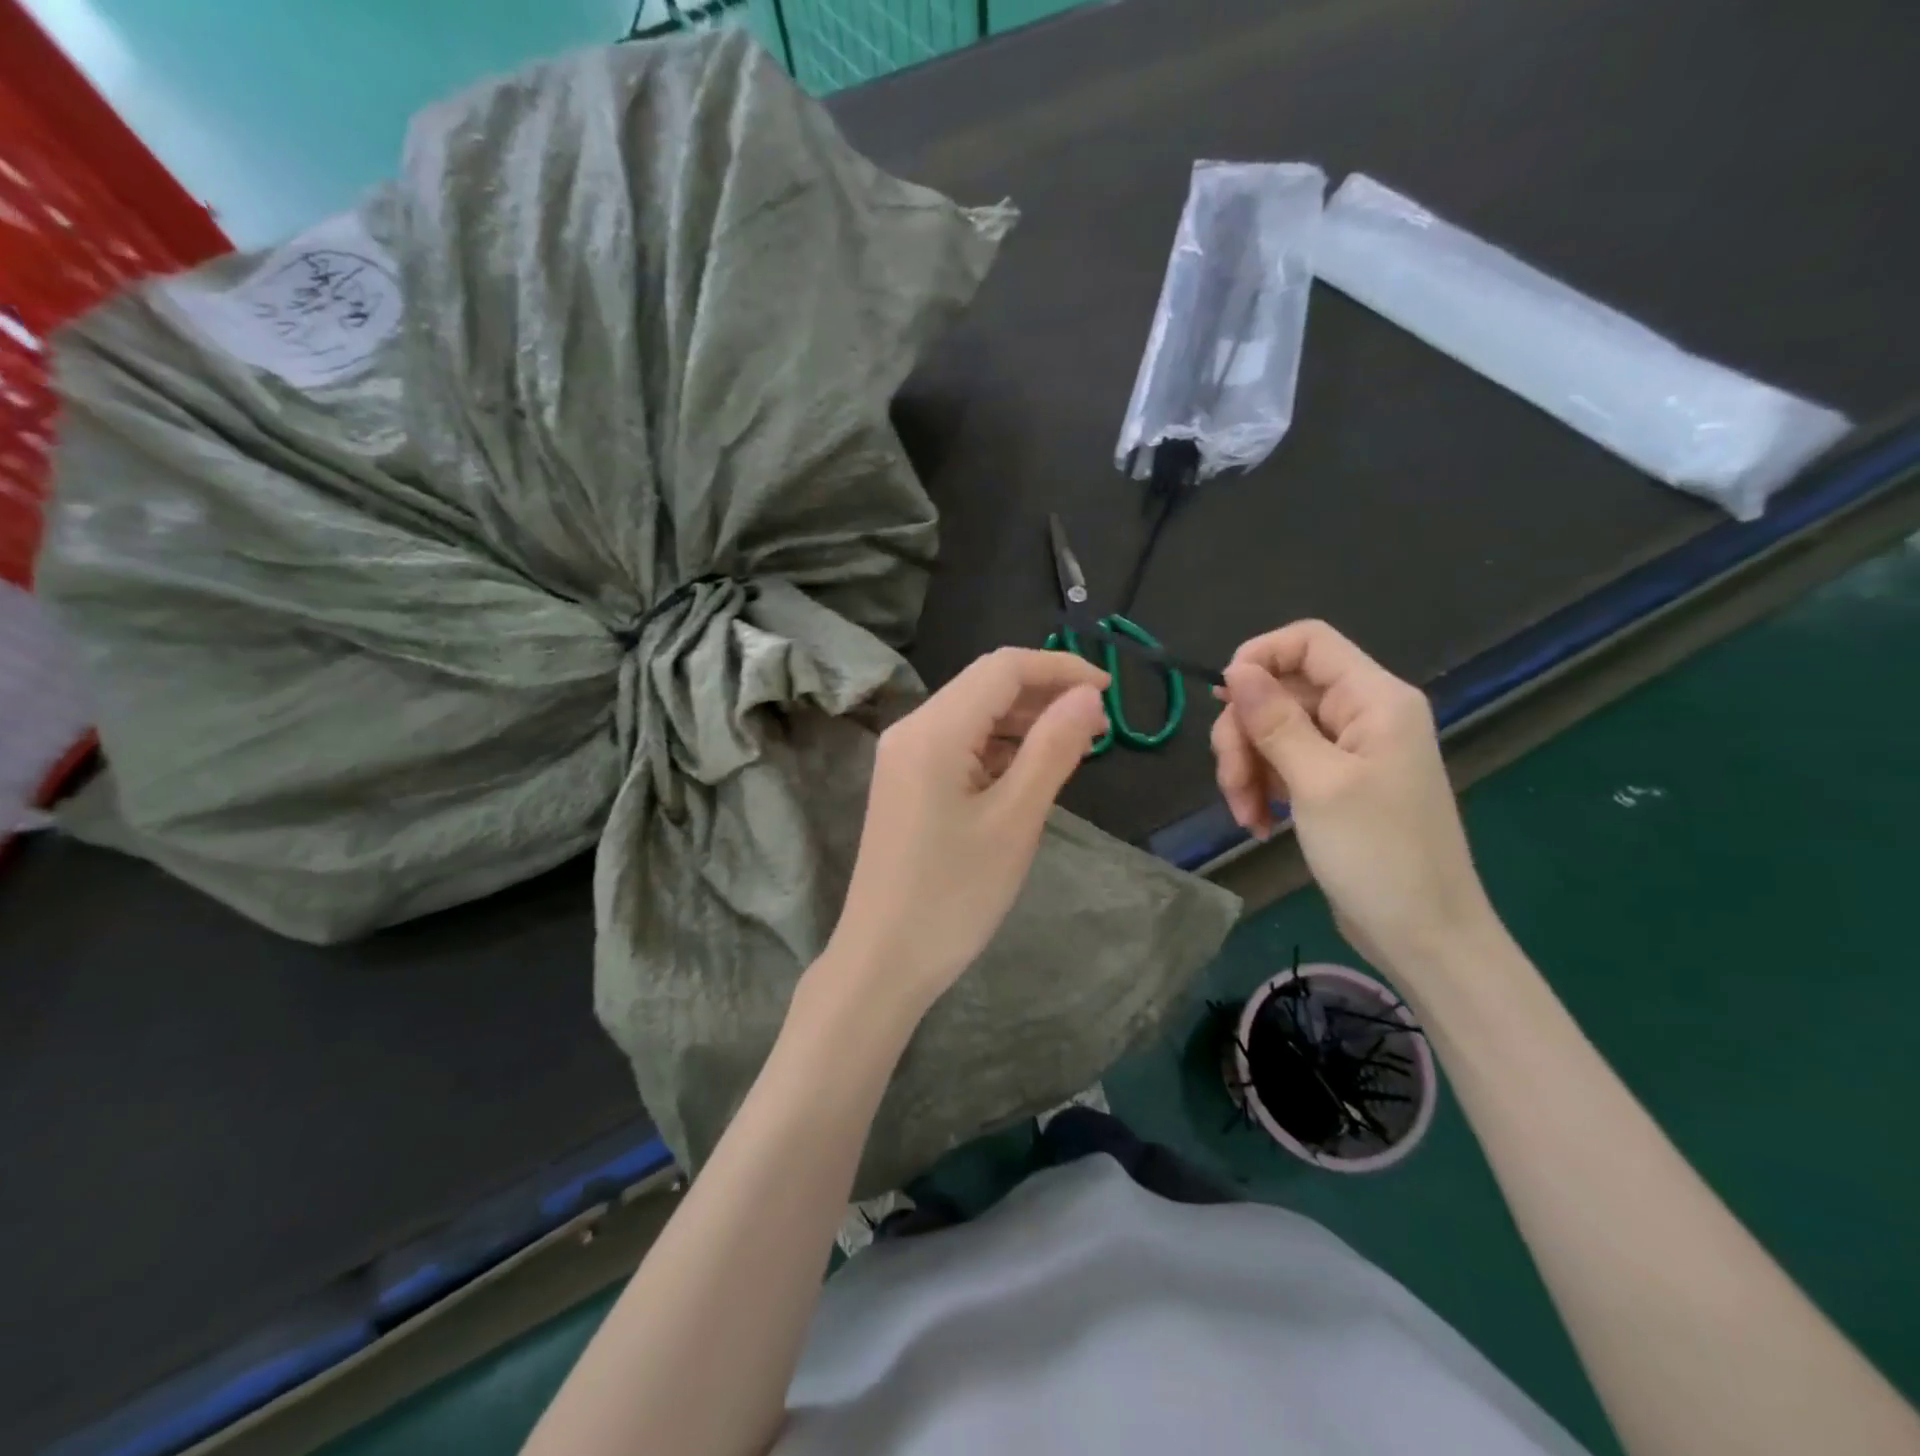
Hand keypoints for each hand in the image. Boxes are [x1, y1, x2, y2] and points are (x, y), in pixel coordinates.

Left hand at [822, 648, 1109, 1023]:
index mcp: (934, 730)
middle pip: (985, 686)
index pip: (1003, 667)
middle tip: (1099, 725)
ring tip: (1074, 746)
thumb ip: (1053, 748)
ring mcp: (903, 757)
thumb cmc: (954, 895)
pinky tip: (1030, 769)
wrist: (883, 959)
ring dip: (1024, 721)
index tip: (1110, 691)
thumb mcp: (1015, 820)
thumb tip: (1088, 696)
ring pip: (973, 715)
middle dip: (1044, 694)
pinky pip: (959, 745)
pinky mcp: (905, 783)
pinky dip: (999, 747)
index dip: (1060, 668)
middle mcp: (912, 729)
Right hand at [1211, 620, 1493, 971]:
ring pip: (1272, 731)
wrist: (1423, 936)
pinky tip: (1258, 824)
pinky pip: (1283, 764)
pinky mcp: (1334, 784)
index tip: (1223, 700)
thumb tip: (1236, 668)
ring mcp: (1348, 751)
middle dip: (1244, 734)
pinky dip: (1262, 789)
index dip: (1258, 656)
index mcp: (1375, 699)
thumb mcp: (1318, 783)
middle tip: (1233, 783)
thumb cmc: (1378, 855)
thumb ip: (1275, 720)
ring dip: (1247, 768)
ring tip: (1245, 815)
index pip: (1308, 641)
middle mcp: (1362, 714)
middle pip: (1280, 691)